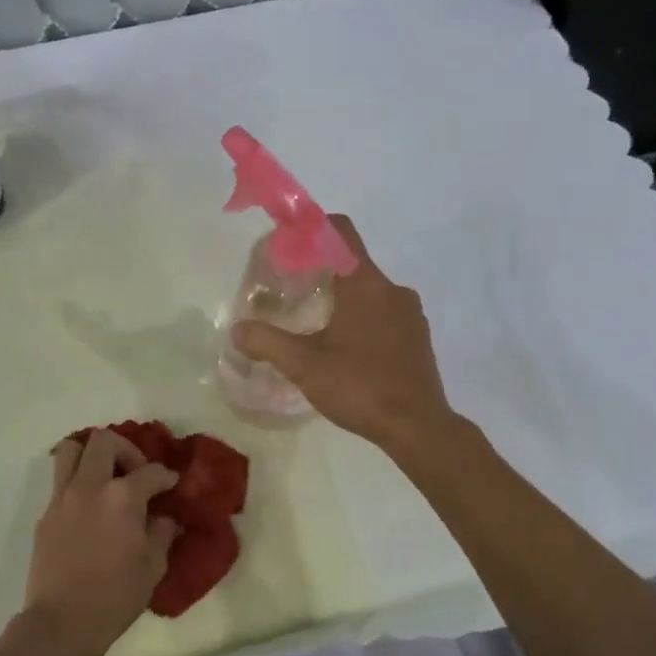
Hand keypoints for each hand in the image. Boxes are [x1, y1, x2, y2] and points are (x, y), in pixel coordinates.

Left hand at [24, 430, 179, 655]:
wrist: (61, 624)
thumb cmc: (115, 597)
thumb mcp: (153, 566)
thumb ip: (162, 532)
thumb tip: (165, 518)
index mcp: (122, 497)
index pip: (151, 472)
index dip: (166, 476)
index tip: (172, 484)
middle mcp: (90, 486)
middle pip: (104, 441)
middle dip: (126, 450)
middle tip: (136, 474)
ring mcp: (63, 498)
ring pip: (72, 450)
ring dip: (92, 455)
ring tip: (106, 477)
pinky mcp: (46, 514)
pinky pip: (61, 482)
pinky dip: (77, 483)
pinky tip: (90, 508)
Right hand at [233, 214, 456, 450]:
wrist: (418, 427)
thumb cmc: (360, 386)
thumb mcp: (305, 366)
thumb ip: (268, 343)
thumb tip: (238, 330)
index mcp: (365, 284)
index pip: (340, 231)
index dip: (312, 228)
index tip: (288, 244)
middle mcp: (392, 289)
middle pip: (351, 262)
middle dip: (320, 271)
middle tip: (291, 292)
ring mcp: (410, 313)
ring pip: (369, 290)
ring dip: (342, 298)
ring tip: (316, 325)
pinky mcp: (418, 336)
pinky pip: (385, 312)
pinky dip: (363, 318)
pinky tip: (346, 349)